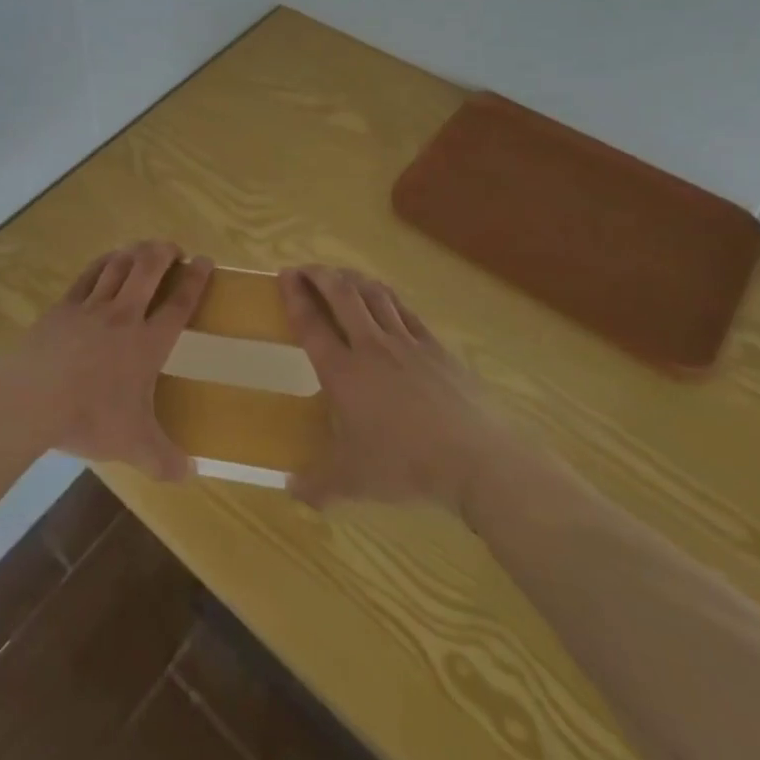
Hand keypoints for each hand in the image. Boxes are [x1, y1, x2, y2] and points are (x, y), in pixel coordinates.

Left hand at [0, 240, 212, 481]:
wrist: (33, 399)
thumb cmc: (89, 418)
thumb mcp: (133, 446)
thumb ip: (165, 460)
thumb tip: (191, 474)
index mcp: (147, 343)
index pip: (180, 303)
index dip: (196, 280)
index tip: (206, 261)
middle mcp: (124, 316)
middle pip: (149, 269)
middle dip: (165, 252)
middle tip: (174, 249)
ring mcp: (91, 307)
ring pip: (119, 265)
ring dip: (135, 252)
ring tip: (144, 249)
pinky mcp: (63, 307)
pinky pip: (88, 275)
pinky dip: (103, 263)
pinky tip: (107, 261)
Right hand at [280, 265, 499, 514]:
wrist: (475, 459)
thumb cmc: (406, 466)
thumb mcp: (354, 482)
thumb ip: (318, 484)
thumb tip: (288, 490)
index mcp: (342, 373)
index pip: (311, 324)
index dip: (295, 296)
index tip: (284, 275)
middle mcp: (370, 347)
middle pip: (341, 295)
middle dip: (320, 275)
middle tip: (306, 269)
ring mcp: (406, 342)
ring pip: (374, 295)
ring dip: (352, 278)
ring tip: (340, 275)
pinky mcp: (435, 347)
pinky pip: (404, 310)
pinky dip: (386, 296)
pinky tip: (383, 297)